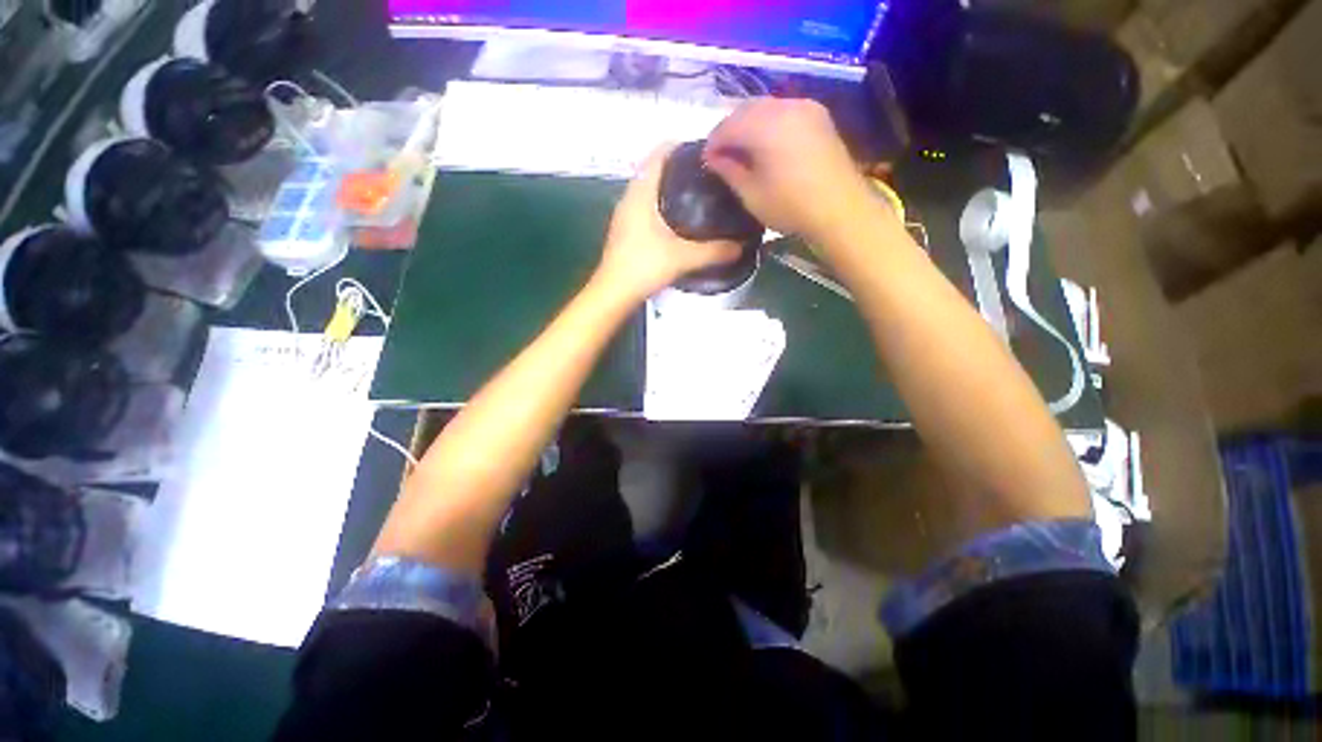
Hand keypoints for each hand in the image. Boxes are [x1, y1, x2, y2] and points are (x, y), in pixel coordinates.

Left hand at [595, 144, 741, 301]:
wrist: (612, 294)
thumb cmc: (643, 267)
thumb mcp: (683, 258)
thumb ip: (713, 251)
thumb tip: (741, 246)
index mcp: (640, 193)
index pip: (658, 153)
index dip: (680, 146)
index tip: (706, 151)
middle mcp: (629, 198)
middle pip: (654, 170)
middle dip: (680, 169)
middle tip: (709, 177)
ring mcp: (625, 216)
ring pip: (650, 191)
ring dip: (671, 190)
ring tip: (699, 197)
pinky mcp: (626, 232)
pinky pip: (647, 208)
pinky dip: (664, 207)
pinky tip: (681, 223)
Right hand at [705, 99, 875, 242]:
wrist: (841, 208)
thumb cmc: (791, 206)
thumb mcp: (752, 195)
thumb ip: (729, 171)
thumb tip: (713, 158)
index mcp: (766, 125)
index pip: (728, 125)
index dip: (713, 142)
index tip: (706, 161)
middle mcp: (785, 106)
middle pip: (746, 109)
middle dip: (730, 130)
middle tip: (722, 155)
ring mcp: (805, 107)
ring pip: (766, 107)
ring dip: (749, 125)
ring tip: (743, 151)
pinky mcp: (818, 116)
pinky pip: (784, 111)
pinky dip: (769, 123)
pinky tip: (766, 145)